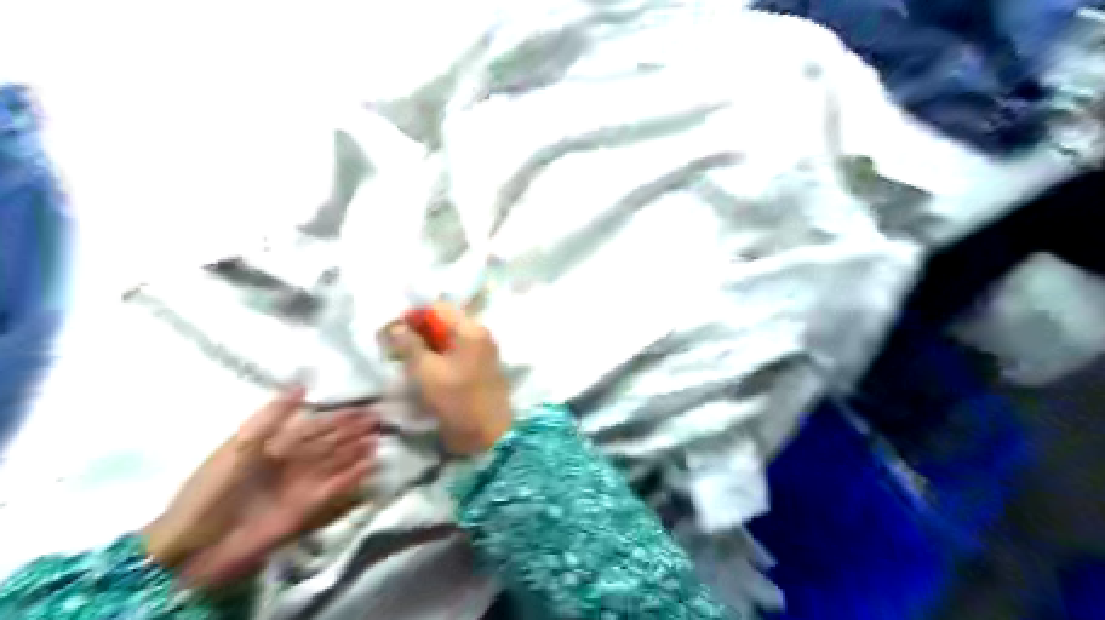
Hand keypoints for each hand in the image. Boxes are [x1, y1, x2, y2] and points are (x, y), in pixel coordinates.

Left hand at [140, 391, 377, 573]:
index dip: (339, 417)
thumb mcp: (239, 446)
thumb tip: (302, 385)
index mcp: (274, 446)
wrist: (192, 547)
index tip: (365, 407)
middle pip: (329, 443)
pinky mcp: (305, 509)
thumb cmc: (211, 491)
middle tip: (380, 422)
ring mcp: (299, 486)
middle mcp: (291, 463)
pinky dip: (352, 478)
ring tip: (378, 442)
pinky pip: (334, 489)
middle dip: (354, 432)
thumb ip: (273, 416)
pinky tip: (370, 467)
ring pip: (336, 463)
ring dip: (357, 453)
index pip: (314, 427)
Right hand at [386, 303, 513, 455]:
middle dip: (417, 332)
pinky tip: (423, 372)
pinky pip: (455, 354)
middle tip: (396, 350)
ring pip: (448, 339)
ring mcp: (482, 352)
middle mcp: (480, 335)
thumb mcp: (425, 371)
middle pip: (443, 322)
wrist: (488, 436)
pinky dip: (438, 358)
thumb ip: (408, 344)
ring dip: (426, 347)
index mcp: (470, 329)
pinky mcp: (480, 369)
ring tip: (406, 363)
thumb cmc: (457, 400)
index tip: (391, 334)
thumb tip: (394, 326)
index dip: (412, 317)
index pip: (437, 308)